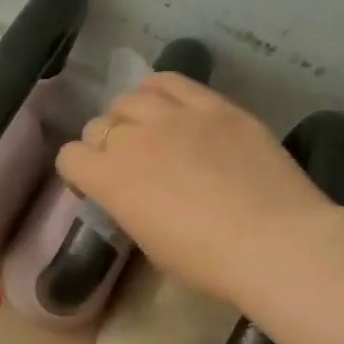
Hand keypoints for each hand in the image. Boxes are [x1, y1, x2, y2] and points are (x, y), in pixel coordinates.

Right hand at [57, 73, 337, 305]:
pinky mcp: (216, 106)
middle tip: (126, 164)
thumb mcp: (149, 244)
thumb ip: (130, 208)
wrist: (274, 242)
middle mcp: (133, 138)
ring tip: (147, 131)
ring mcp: (176, 116)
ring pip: (130, 97)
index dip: (78, 173)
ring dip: (129, 115)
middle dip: (103, 145)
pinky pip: (173, 81)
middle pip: (98, 125)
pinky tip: (169, 106)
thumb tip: (134, 194)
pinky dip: (160, 91)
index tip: (94, 188)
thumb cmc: (206, 261)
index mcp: (109, 179)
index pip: (69, 157)